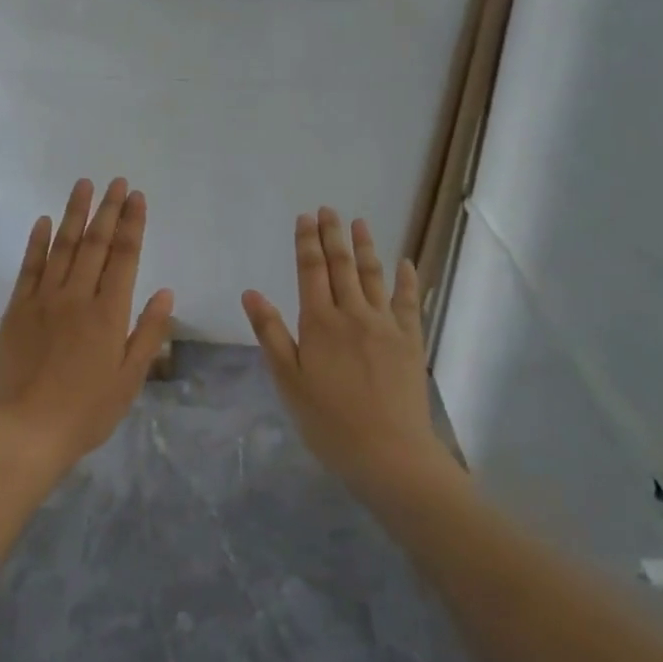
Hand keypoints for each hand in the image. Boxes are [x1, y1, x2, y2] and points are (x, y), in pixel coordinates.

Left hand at [0, 178, 174, 473]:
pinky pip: (28, 268)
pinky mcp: (17, 310)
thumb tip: (165, 292)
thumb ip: (148, 333)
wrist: (27, 431)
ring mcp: (43, 300)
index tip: (137, 197)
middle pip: (95, 244)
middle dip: (108, 210)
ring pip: (62, 247)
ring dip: (74, 215)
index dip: (133, 224)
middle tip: (116, 181)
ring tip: (84, 186)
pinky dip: (36, 242)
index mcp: (109, 313)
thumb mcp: (129, 379)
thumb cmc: (87, 411)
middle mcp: (77, 297)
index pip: (125, 257)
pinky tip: (43, 221)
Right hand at [242, 209, 449, 494]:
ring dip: (365, 247)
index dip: (307, 243)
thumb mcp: (288, 380)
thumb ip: (271, 333)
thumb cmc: (328, 421)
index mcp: (320, 323)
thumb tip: (251, 293)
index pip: (311, 272)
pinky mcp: (411, 341)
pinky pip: (409, 301)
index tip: (305, 218)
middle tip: (328, 209)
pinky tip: (405, 263)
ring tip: (359, 223)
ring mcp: (386, 325)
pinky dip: (406, 279)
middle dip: (333, 235)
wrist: (388, 452)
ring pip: (373, 276)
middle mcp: (353, 314)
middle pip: (342, 266)